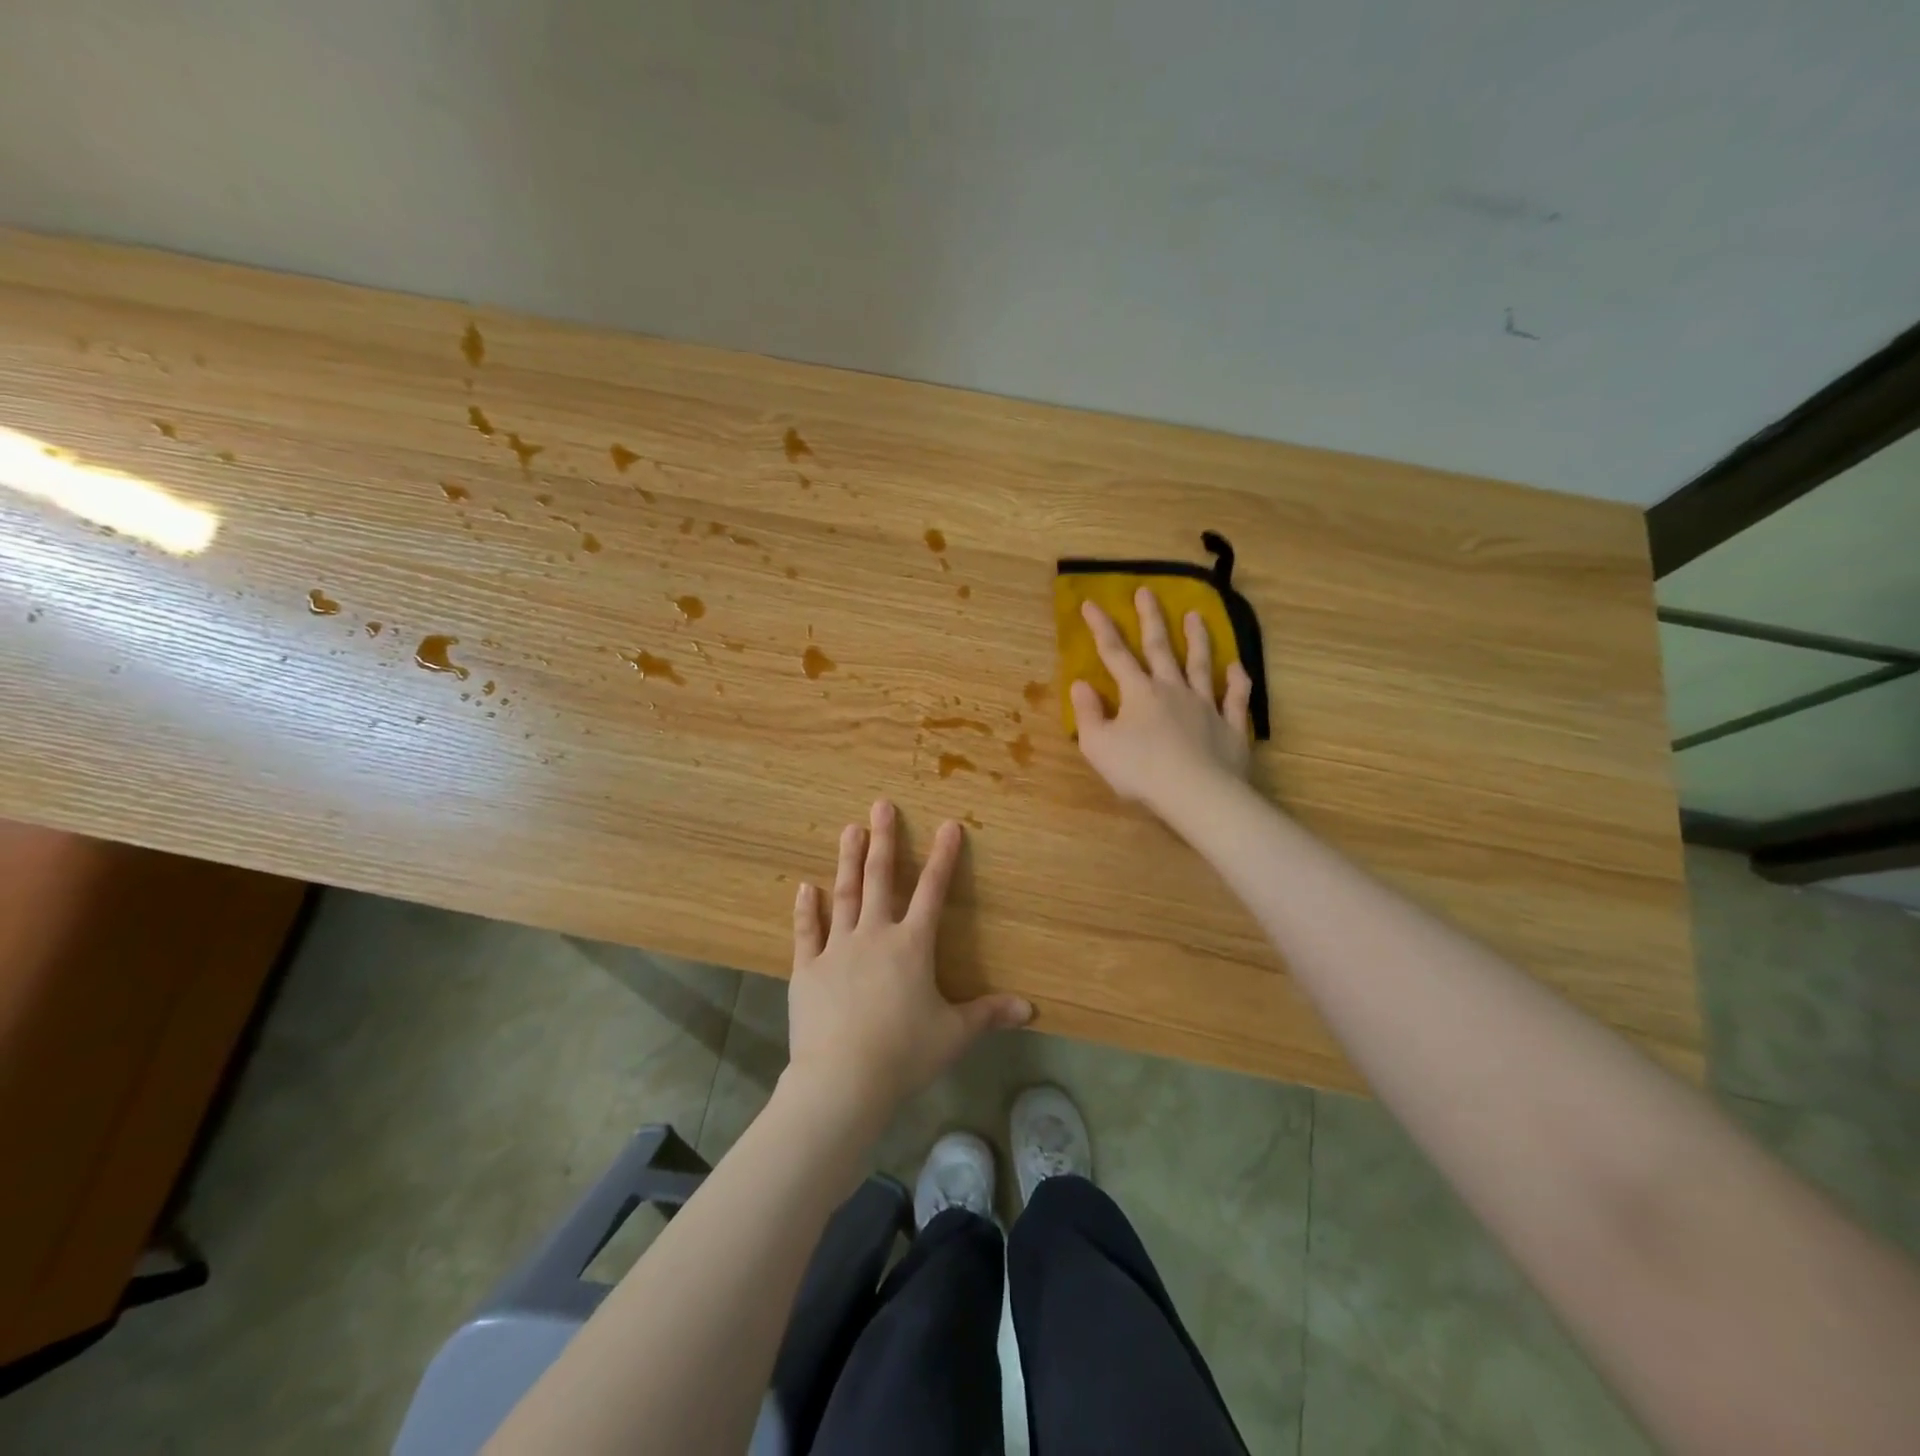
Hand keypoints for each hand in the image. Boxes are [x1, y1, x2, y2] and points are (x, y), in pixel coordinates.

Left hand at [787, 800, 1031, 1113]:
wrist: (842, 1080)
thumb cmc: (904, 1054)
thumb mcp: (954, 1034)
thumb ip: (989, 1015)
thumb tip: (1031, 1010)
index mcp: (912, 945)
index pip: (932, 891)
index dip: (943, 857)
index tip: (948, 825)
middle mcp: (874, 935)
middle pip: (880, 879)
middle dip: (883, 840)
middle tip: (880, 805)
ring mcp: (837, 948)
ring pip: (844, 895)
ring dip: (848, 860)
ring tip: (849, 829)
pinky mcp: (807, 969)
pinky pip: (807, 932)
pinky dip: (807, 909)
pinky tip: (805, 886)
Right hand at [1071, 589, 1253, 815]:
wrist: (1197, 794)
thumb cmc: (1140, 771)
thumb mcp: (1098, 746)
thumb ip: (1088, 713)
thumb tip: (1080, 685)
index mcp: (1138, 693)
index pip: (1115, 654)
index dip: (1101, 628)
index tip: (1091, 602)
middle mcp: (1173, 689)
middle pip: (1160, 648)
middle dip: (1151, 618)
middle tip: (1147, 591)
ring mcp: (1205, 705)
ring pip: (1201, 664)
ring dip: (1198, 638)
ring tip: (1196, 615)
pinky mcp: (1230, 726)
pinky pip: (1235, 698)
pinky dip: (1237, 682)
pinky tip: (1238, 667)